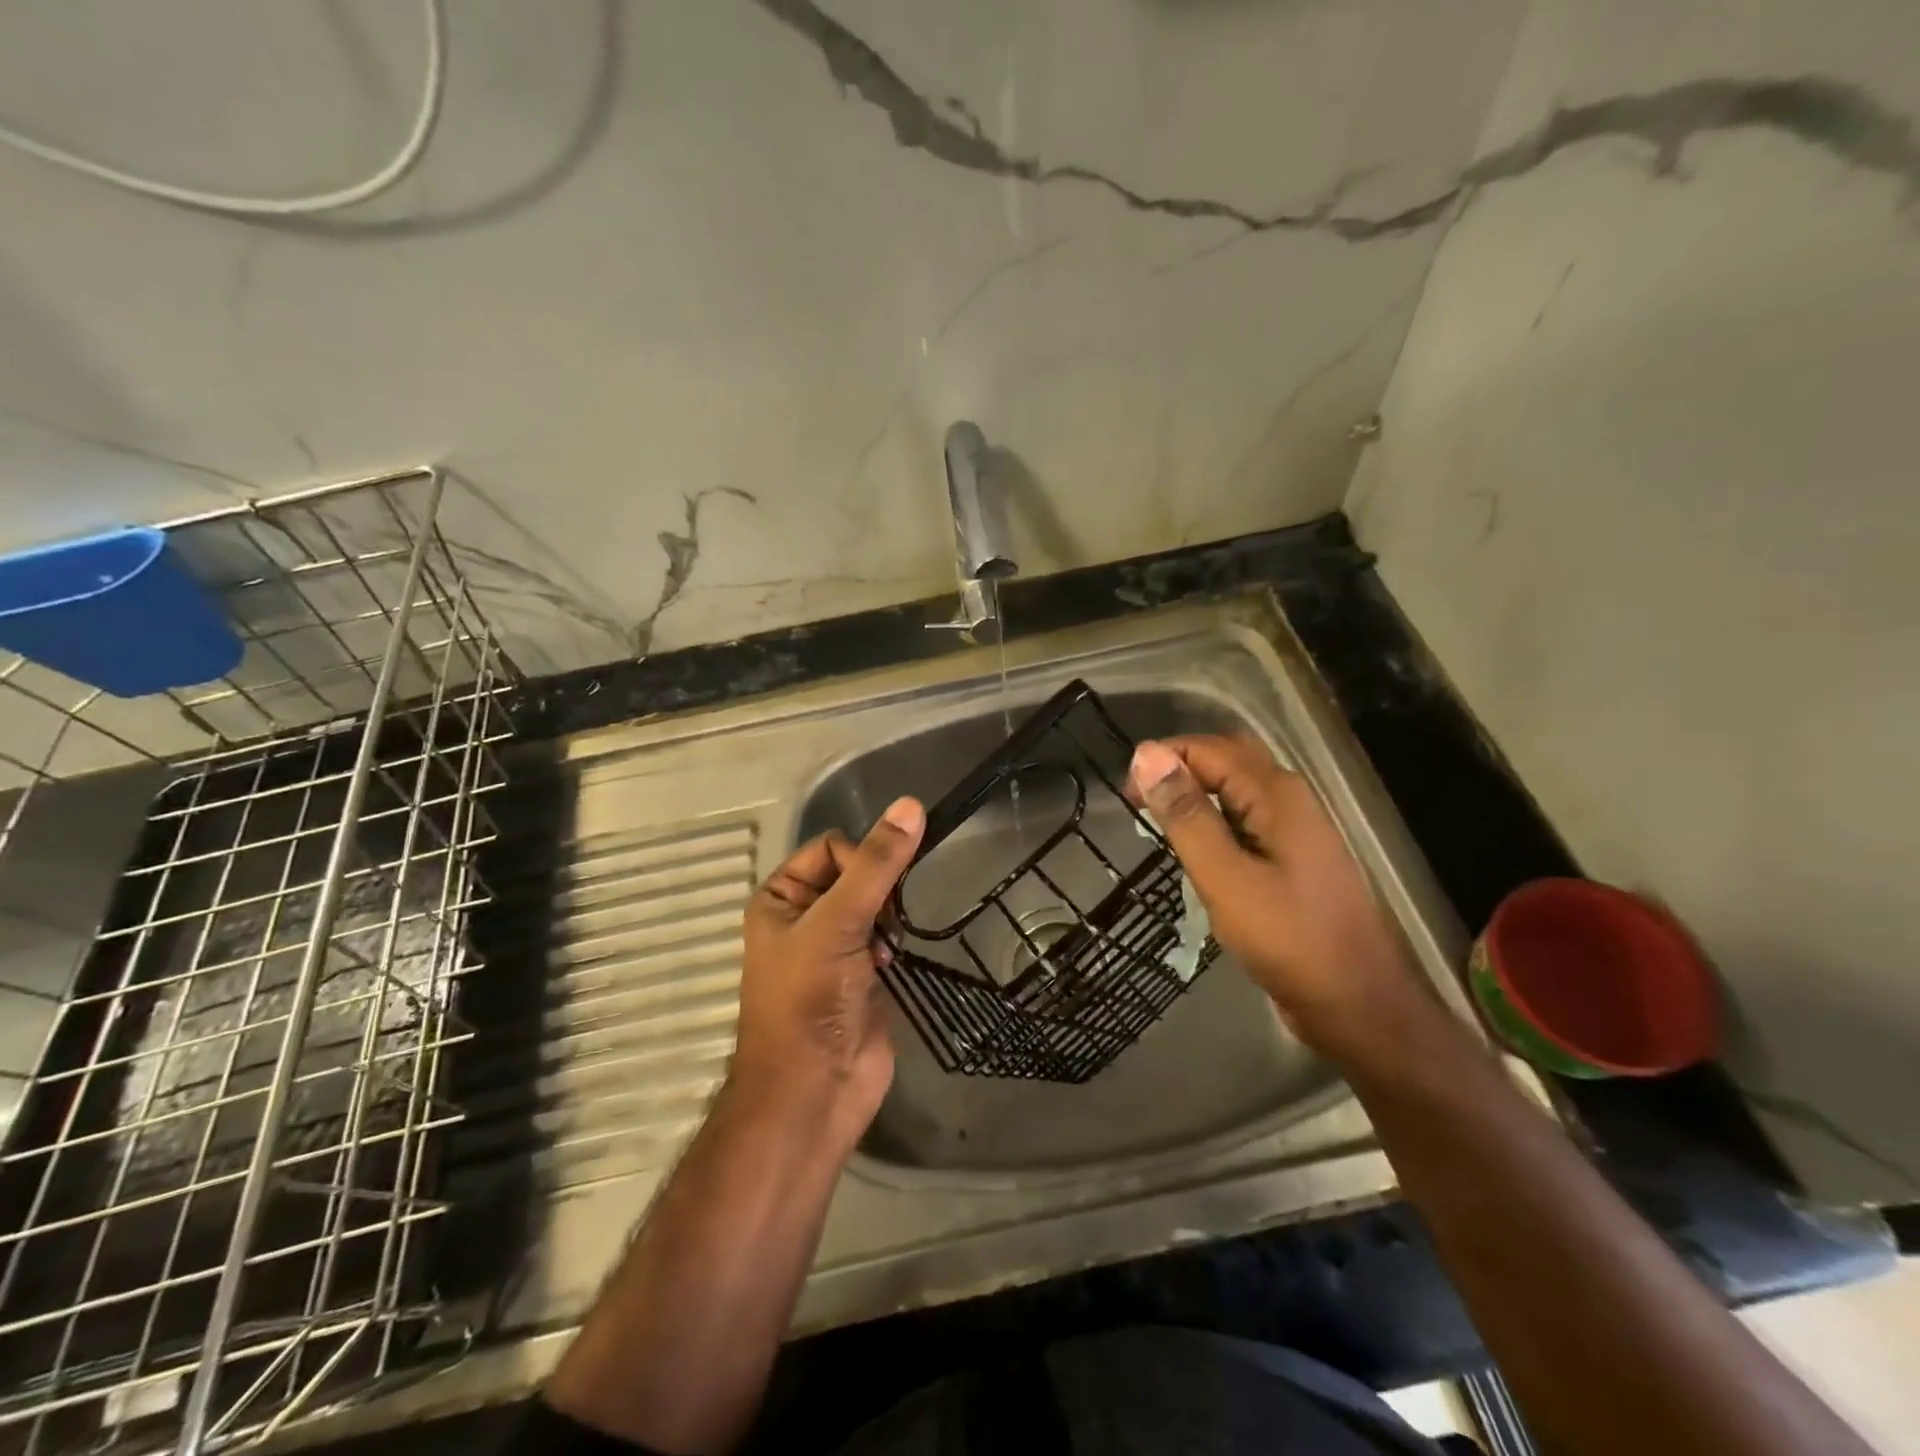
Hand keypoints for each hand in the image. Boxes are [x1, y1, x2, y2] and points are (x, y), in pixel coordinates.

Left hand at [730, 797, 925, 1152]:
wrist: (814, 1092)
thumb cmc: (809, 1000)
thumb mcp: (838, 922)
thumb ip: (877, 864)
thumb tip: (911, 805)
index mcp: (781, 897)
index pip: (831, 847)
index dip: (859, 862)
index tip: (871, 898)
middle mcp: (804, 916)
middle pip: (857, 872)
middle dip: (877, 893)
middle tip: (880, 924)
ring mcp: (834, 947)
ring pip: (876, 903)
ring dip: (887, 920)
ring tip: (884, 949)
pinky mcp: (861, 973)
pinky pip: (885, 936)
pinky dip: (892, 943)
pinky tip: (890, 964)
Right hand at [1128, 735, 1427, 1058]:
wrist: (1358, 1005)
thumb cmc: (1289, 941)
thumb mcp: (1226, 877)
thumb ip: (1186, 815)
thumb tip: (1146, 755)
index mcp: (1276, 793)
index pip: (1207, 748)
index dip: (1162, 760)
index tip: (1126, 799)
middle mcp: (1289, 799)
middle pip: (1225, 760)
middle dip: (1178, 772)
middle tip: (1141, 808)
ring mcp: (1294, 829)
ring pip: (1235, 791)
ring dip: (1195, 799)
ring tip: (1160, 832)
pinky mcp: (1292, 858)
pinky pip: (1245, 821)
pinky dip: (1214, 826)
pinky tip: (1197, 856)